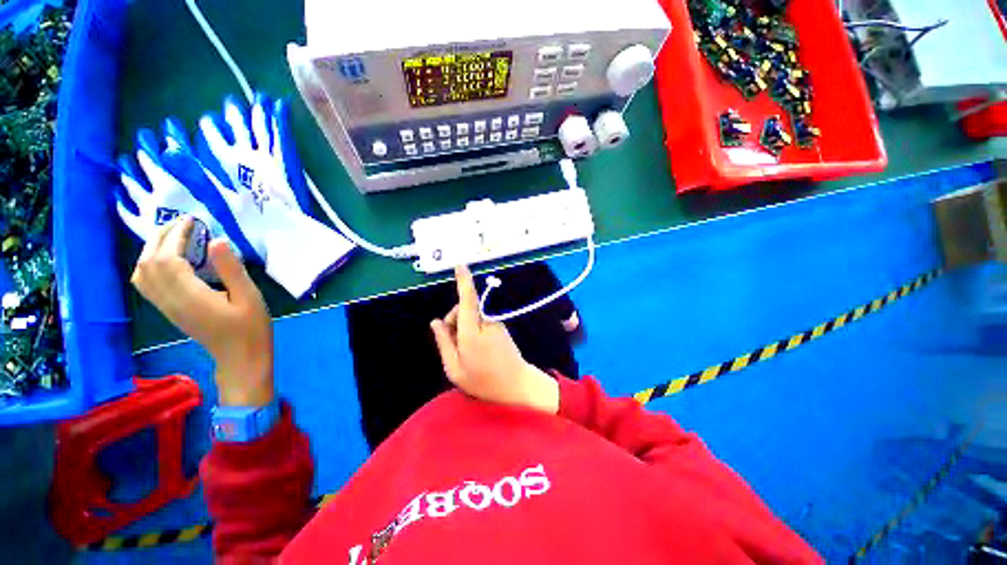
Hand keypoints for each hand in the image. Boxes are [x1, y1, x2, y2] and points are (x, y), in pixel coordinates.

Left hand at [131, 216, 274, 406]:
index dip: (175, 235)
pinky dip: (150, 264)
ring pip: (141, 272)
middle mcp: (169, 300)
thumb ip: (231, 269)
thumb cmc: (251, 328)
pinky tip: (168, 259)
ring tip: (173, 237)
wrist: (240, 358)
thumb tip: (216, 240)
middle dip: (160, 237)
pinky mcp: (168, 310)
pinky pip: (146, 283)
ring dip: (151, 250)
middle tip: (181, 223)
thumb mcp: (250, 297)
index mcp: (189, 295)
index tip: (192, 220)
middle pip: (148, 263)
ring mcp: (166, 306)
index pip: (167, 258)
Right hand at [430, 266, 559, 413]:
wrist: (517, 386)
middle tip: (453, 345)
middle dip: (454, 320)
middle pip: (464, 309)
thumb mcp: (454, 368)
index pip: (467, 301)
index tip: (460, 265)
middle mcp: (485, 323)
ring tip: (467, 352)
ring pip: (472, 316)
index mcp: (472, 333)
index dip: (464, 281)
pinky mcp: (500, 327)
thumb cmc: (483, 382)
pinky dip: (474, 330)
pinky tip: (477, 349)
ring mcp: (495, 324)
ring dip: (464, 327)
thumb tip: (435, 322)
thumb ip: (444, 343)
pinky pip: (481, 322)